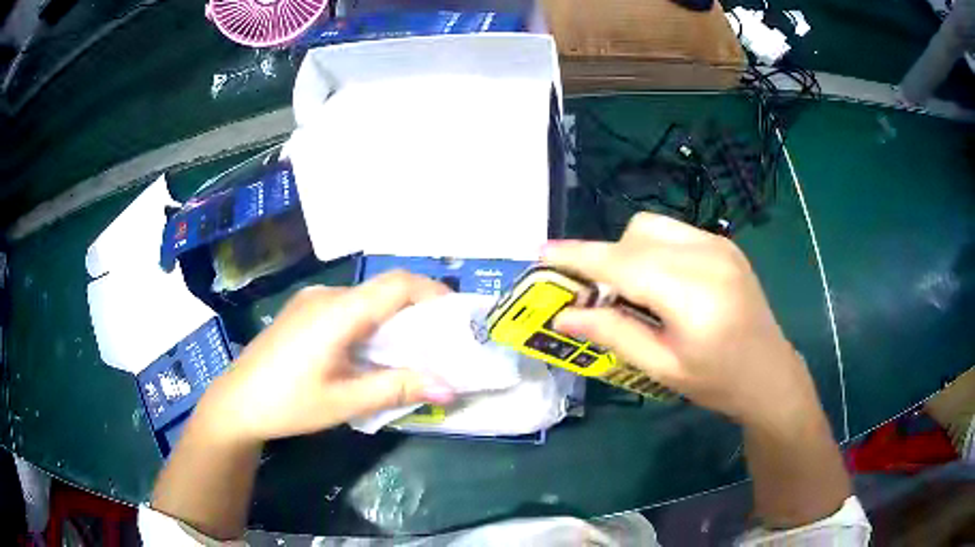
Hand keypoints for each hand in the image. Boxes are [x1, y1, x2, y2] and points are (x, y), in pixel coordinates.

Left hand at [198, 271, 457, 442]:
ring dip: (393, 317)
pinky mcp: (303, 311)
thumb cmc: (290, 403)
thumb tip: (450, 387)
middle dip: (418, 310)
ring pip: (365, 298)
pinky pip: (347, 306)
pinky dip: (371, 321)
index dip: (433, 293)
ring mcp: (311, 300)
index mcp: (338, 312)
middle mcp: (326, 295)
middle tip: (441, 341)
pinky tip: (371, 350)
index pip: (397, 285)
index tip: (458, 317)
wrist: (237, 402)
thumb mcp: (346, 401)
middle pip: (383, 289)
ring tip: (411, 350)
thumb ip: (399, 389)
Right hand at [544, 213, 819, 426]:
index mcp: (692, 293)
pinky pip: (672, 233)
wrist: (769, 373)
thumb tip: (566, 315)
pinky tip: (658, 281)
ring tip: (628, 289)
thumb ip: (614, 334)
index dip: (580, 257)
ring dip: (627, 250)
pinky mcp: (724, 244)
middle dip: (604, 259)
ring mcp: (719, 244)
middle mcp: (707, 255)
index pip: (623, 263)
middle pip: (635, 237)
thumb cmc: (717, 382)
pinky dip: (651, 248)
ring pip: (652, 227)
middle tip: (593, 295)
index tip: (543, 254)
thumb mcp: (662, 367)